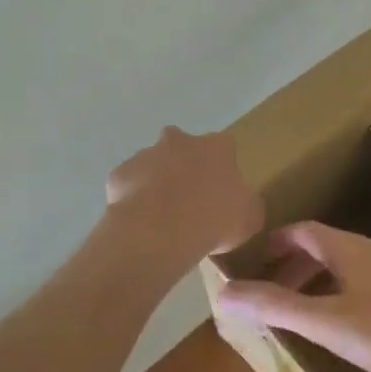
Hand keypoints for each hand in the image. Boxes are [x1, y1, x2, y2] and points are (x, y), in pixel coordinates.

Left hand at [106, 127, 263, 262]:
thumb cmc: (214, 219)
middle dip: (186, 168)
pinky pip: (129, 185)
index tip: (221, 193)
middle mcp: (180, 141)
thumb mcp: (249, 218)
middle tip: (190, 201)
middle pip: (184, 148)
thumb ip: (247, 205)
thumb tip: (242, 206)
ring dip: (158, 184)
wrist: (161, 230)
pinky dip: (134, 199)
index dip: (223, 170)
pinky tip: (140, 222)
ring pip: (154, 165)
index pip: (224, 148)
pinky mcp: (120, 173)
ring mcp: (146, 154)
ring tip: (162, 218)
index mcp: (217, 147)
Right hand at [215, 222, 370, 371]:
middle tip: (270, 293)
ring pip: (346, 266)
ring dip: (317, 281)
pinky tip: (344, 325)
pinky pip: (364, 282)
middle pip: (324, 247)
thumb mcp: (327, 323)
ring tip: (300, 312)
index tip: (252, 261)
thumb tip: (224, 293)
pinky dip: (340, 293)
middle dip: (292, 267)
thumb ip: (276, 307)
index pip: (304, 232)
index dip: (276, 243)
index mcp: (350, 249)